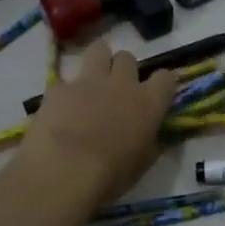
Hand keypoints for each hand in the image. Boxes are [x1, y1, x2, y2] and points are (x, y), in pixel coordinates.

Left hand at [20, 38, 175, 206]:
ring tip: (92, 83)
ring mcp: (88, 81)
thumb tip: (152, 139)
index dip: (162, 85)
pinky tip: (61, 109)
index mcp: (148, 103)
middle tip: (117, 90)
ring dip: (98, 62)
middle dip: (124, 70)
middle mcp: (122, 84)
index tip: (156, 95)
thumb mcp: (141, 165)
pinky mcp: (58, 87)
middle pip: (128, 58)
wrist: (64, 171)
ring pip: (99, 49)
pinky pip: (66, 80)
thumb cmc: (111, 176)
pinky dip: (65, 91)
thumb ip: (150, 144)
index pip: (166, 78)